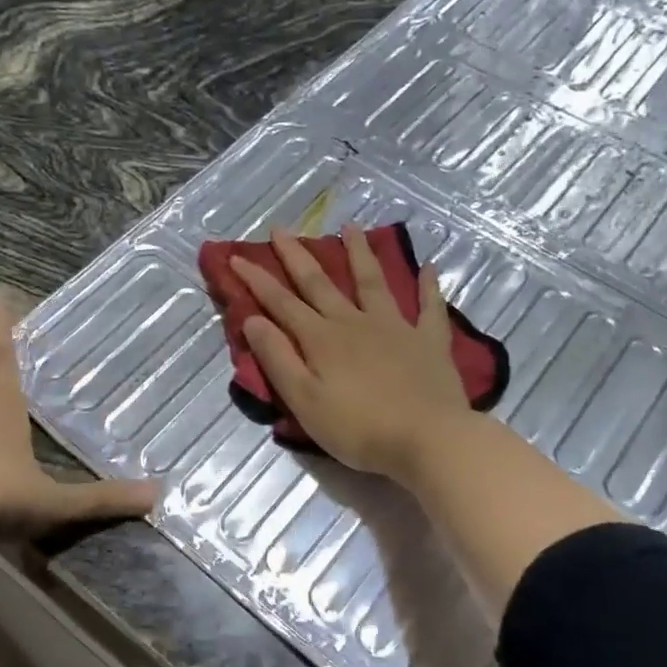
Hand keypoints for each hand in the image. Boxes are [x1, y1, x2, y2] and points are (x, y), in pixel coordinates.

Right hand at [232, 226, 468, 485]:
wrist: (429, 439)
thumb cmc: (359, 428)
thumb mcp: (304, 400)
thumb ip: (278, 358)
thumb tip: (252, 320)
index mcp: (321, 339)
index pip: (281, 303)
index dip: (257, 280)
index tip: (237, 257)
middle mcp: (354, 323)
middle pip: (320, 283)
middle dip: (297, 256)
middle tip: (281, 229)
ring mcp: (395, 328)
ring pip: (373, 282)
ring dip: (359, 254)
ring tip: (351, 227)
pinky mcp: (429, 341)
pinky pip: (429, 307)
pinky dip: (428, 285)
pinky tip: (428, 266)